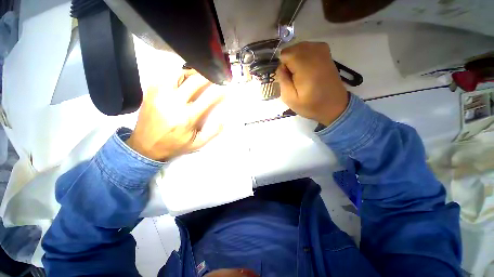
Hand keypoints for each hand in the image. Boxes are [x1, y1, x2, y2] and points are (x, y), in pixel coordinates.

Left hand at [126, 70, 224, 161]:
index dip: (219, 91)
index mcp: (187, 117)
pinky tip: (183, 79)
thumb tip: (222, 122)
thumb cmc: (174, 145)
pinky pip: (166, 76)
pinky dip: (178, 75)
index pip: (208, 98)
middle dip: (208, 76)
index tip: (225, 87)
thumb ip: (211, 133)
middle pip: (194, 81)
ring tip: (199, 75)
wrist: (145, 146)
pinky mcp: (151, 91)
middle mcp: (174, 102)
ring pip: (178, 74)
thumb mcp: (196, 144)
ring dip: (192, 73)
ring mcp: (160, 94)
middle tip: (214, 75)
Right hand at [276, 42, 348, 125]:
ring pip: (301, 46)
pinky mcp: (327, 53)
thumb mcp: (290, 99)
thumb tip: (280, 67)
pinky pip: (310, 46)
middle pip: (293, 48)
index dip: (283, 65)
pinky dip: (304, 54)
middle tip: (292, 77)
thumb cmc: (311, 105)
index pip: (286, 54)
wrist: (334, 106)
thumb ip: (282, 81)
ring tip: (299, 73)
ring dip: (295, 58)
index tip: (286, 77)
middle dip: (288, 61)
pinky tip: (306, 67)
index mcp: (305, 68)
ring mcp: (323, 52)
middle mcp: (315, 55)